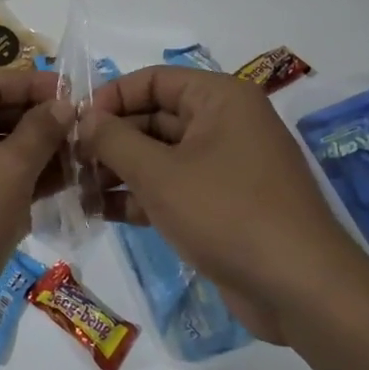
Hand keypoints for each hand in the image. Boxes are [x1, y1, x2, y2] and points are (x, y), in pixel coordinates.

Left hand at [0, 69, 72, 360]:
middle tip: (83, 133)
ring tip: (78, 163)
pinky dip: (9, 183)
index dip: (36, 86)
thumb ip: (39, 133)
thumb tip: (63, 104)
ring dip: (29, 156)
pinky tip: (51, 191)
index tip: (79, 95)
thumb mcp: (8, 174)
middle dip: (36, 124)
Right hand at [78, 65, 360, 342]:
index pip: (153, 80)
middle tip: (69, 163)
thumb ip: (114, 140)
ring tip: (78, 191)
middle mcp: (224, 123)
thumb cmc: (227, 213)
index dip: (111, 97)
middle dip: (110, 140)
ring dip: (119, 171)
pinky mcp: (223, 204)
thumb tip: (83, 118)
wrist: (299, 289)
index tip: (74, 124)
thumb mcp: (159, 173)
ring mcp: (225, 166)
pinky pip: (173, 187)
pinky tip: (102, 212)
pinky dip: (140, 196)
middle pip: (154, 118)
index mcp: (219, 98)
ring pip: (160, 156)